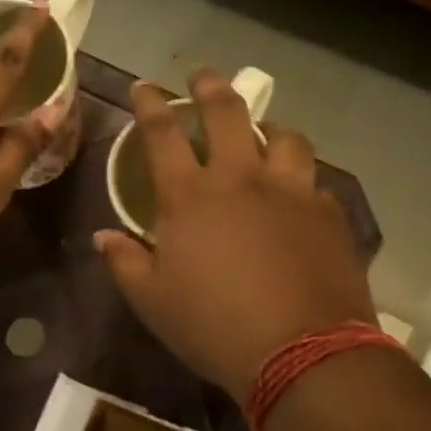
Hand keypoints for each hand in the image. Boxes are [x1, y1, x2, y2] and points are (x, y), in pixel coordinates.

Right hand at [95, 73, 374, 402]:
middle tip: (202, 77)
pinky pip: (313, 180)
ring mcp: (291, 192)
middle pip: (227, 114)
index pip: (163, 133)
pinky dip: (298, 177)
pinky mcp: (328, 213)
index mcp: (190, 197)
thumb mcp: (152, 301)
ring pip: (283, 137)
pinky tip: (296, 192)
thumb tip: (103, 236)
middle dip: (210, 88)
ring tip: (262, 131)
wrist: (302, 353)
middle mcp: (241, 179)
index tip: (142, 87)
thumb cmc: (213, 326)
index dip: (149, 103)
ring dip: (267, 127)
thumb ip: (124, 262)